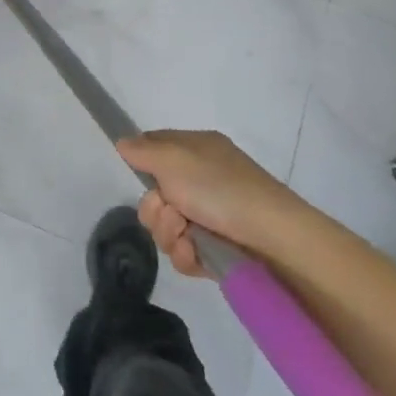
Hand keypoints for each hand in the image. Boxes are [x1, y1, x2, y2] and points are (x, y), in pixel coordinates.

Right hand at [117, 130, 296, 277]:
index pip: (155, 148)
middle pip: (153, 195)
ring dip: (169, 233)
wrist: (273, 239)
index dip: (142, 162)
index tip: (138, 173)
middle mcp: (201, 181)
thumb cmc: (222, 188)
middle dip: (155, 209)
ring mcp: (208, 216)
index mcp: (196, 151)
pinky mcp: (214, 249)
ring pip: (165, 227)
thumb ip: (143, 150)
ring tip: (188, 236)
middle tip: (171, 211)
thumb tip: (122, 141)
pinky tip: (196, 253)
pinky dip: (186, 254)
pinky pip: (182, 252)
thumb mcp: (174, 159)